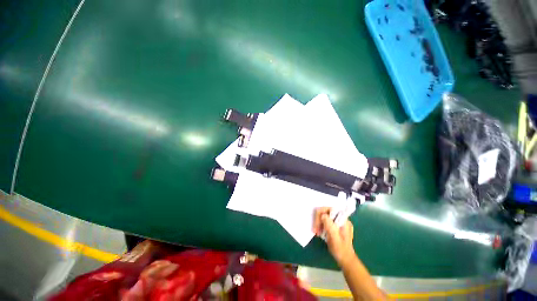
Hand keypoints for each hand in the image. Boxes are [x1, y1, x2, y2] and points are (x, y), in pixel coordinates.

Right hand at [313, 207, 355, 265]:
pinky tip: (319, 232)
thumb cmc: (341, 250)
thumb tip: (323, 215)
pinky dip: (321, 226)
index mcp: (343, 220)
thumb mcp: (334, 238)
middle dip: (319, 219)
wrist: (346, 260)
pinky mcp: (335, 226)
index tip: (317, 223)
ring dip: (319, 223)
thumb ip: (329, 225)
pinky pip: (325, 221)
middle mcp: (341, 219)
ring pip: (325, 216)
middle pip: (326, 212)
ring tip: (316, 232)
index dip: (322, 213)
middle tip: (315, 230)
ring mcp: (338, 222)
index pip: (330, 209)